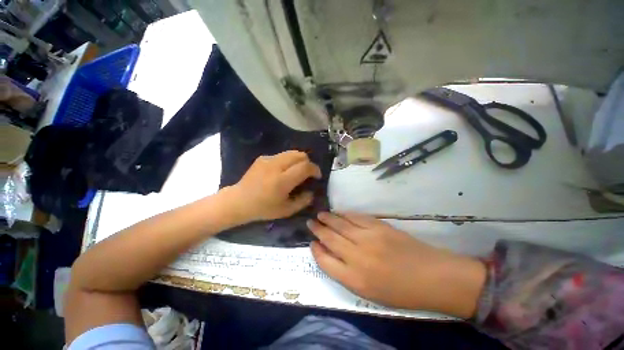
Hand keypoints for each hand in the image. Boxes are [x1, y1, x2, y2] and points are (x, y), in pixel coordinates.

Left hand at [227, 150, 321, 222]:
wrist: (239, 201)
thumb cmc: (263, 208)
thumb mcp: (286, 210)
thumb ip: (303, 201)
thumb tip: (312, 191)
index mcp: (282, 181)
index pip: (305, 167)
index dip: (315, 169)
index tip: (317, 176)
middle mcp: (276, 166)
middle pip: (300, 155)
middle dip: (308, 162)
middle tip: (308, 173)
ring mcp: (268, 159)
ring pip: (291, 152)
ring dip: (299, 160)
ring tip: (297, 171)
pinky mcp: (263, 157)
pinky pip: (282, 155)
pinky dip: (288, 161)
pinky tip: (283, 171)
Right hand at [307, 212, 485, 317]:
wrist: (432, 276)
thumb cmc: (399, 291)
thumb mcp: (368, 292)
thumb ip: (346, 273)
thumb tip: (330, 254)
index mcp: (355, 279)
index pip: (325, 261)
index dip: (316, 250)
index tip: (312, 243)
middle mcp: (358, 256)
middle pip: (330, 239)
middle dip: (318, 229)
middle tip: (310, 222)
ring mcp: (368, 238)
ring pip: (341, 225)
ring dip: (328, 219)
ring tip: (320, 215)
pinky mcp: (379, 226)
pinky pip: (355, 217)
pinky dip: (345, 214)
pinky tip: (339, 213)